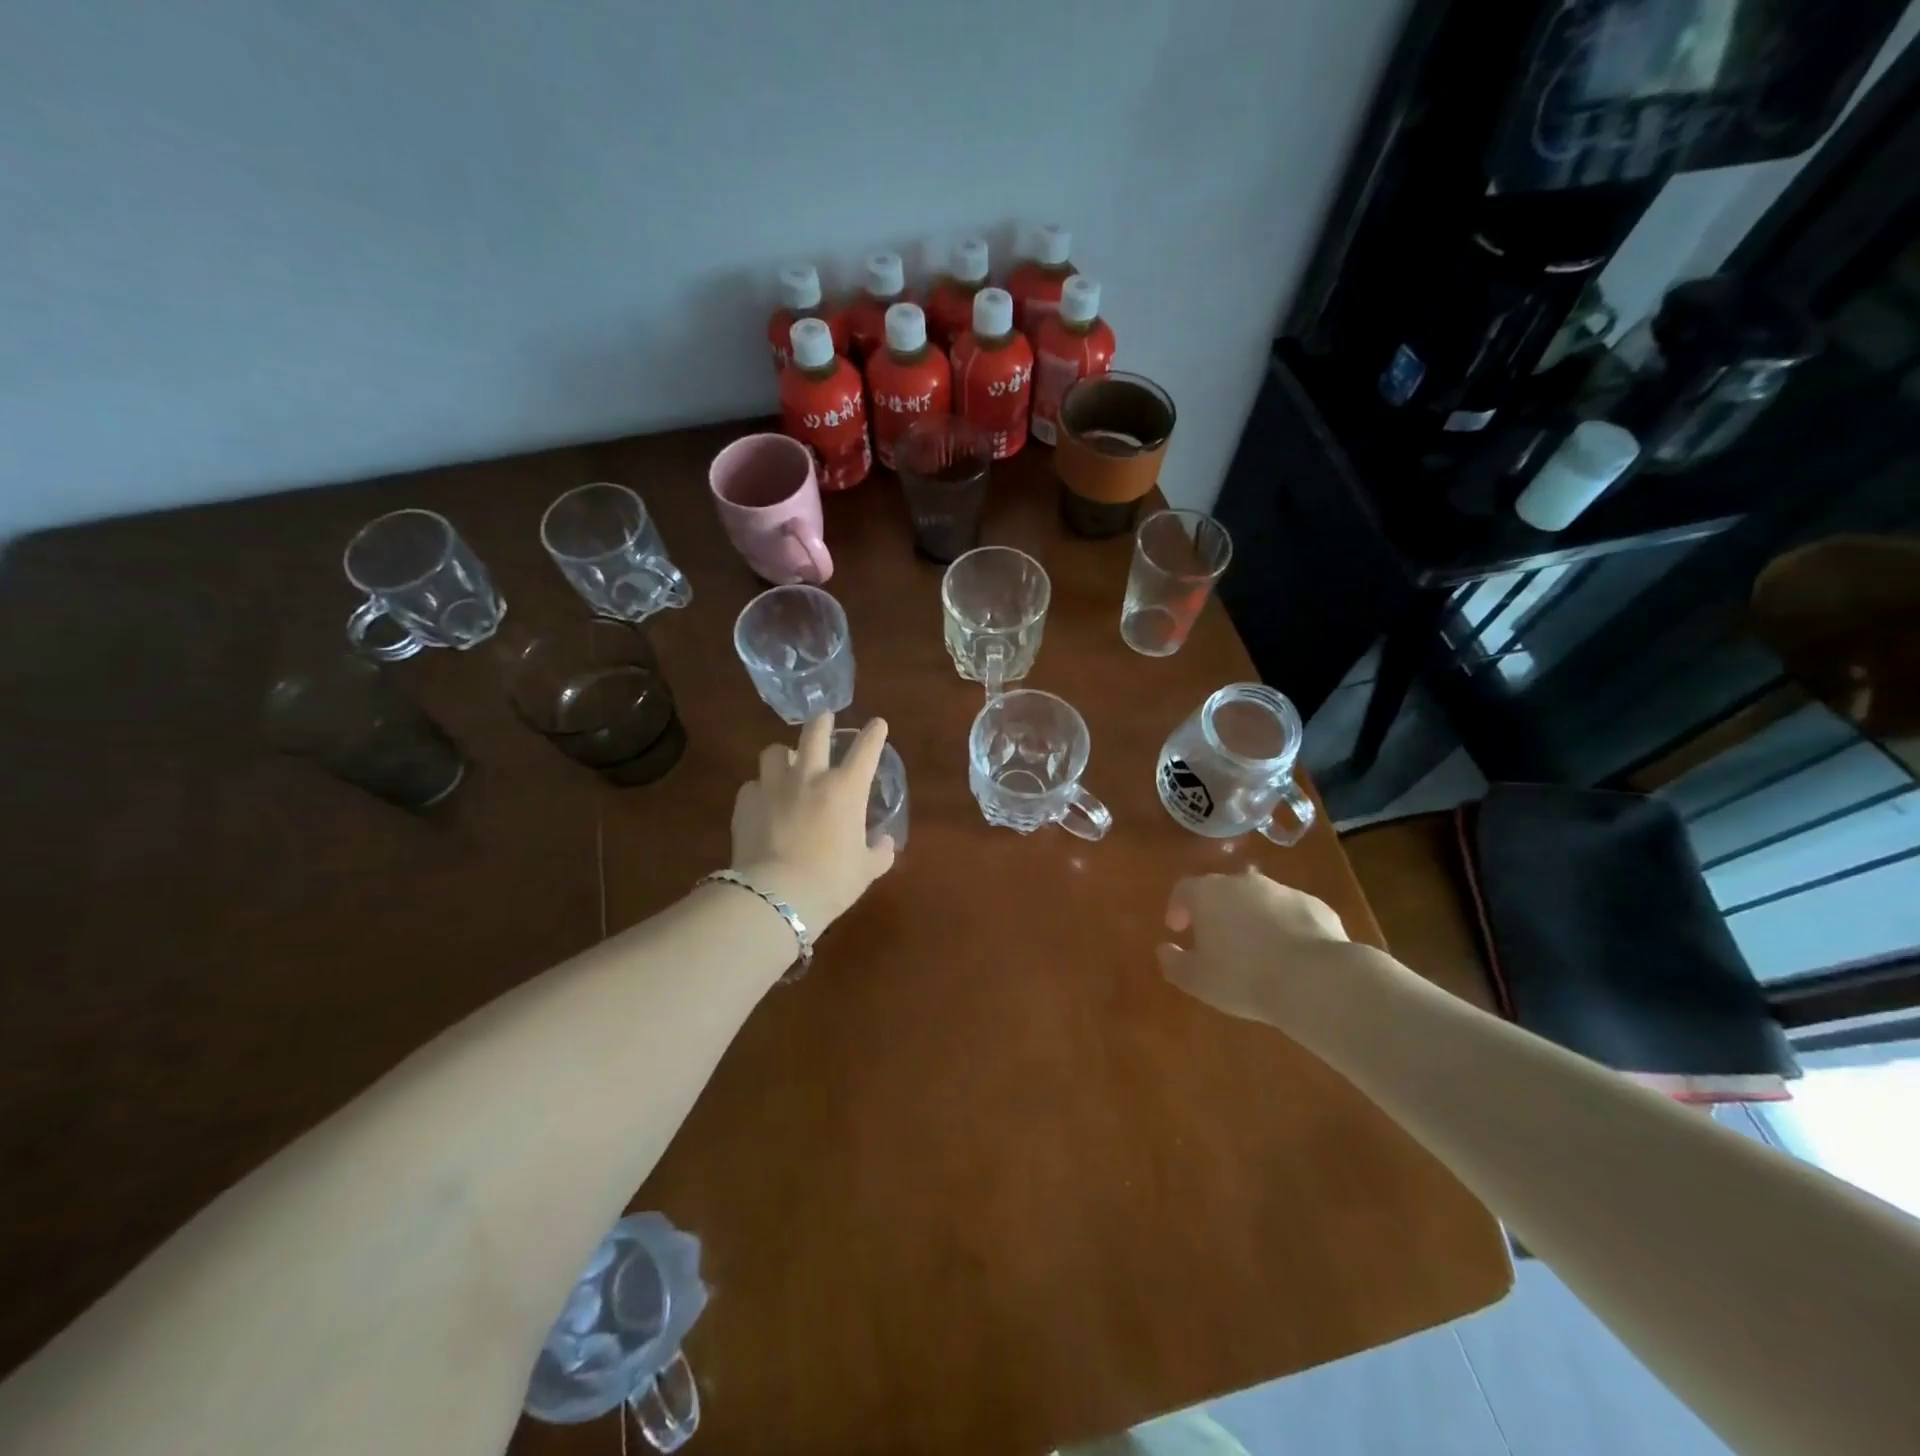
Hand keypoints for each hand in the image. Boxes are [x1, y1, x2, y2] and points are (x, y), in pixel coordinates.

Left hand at [730, 713, 895, 934]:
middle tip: (825, 720)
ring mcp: (773, 786)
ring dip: (784, 754)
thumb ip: (879, 852)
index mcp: (846, 788)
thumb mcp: (866, 870)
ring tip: (786, 763)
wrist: (776, 897)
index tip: (877, 725)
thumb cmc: (831, 882)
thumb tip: (884, 842)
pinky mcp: (746, 802)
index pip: (866, 749)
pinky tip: (763, 803)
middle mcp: (810, 777)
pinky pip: (752, 785)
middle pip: (815, 732)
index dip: (874, 733)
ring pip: (774, 751)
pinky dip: (760, 789)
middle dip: (822, 721)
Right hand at [1156, 867, 1350, 1027]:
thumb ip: (1173, 962)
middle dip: (1216, 911)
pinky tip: (1290, 955)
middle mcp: (1243, 883)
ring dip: (1252, 918)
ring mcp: (1282, 890)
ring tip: (1256, 951)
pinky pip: (1291, 913)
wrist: (1315, 980)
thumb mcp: (1197, 980)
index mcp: (1209, 894)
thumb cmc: (1243, 978)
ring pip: (1258, 900)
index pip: (1183, 889)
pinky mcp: (1315, 905)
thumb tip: (1164, 949)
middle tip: (1216, 940)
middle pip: (1222, 890)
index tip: (1178, 929)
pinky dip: (1284, 927)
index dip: (1177, 907)